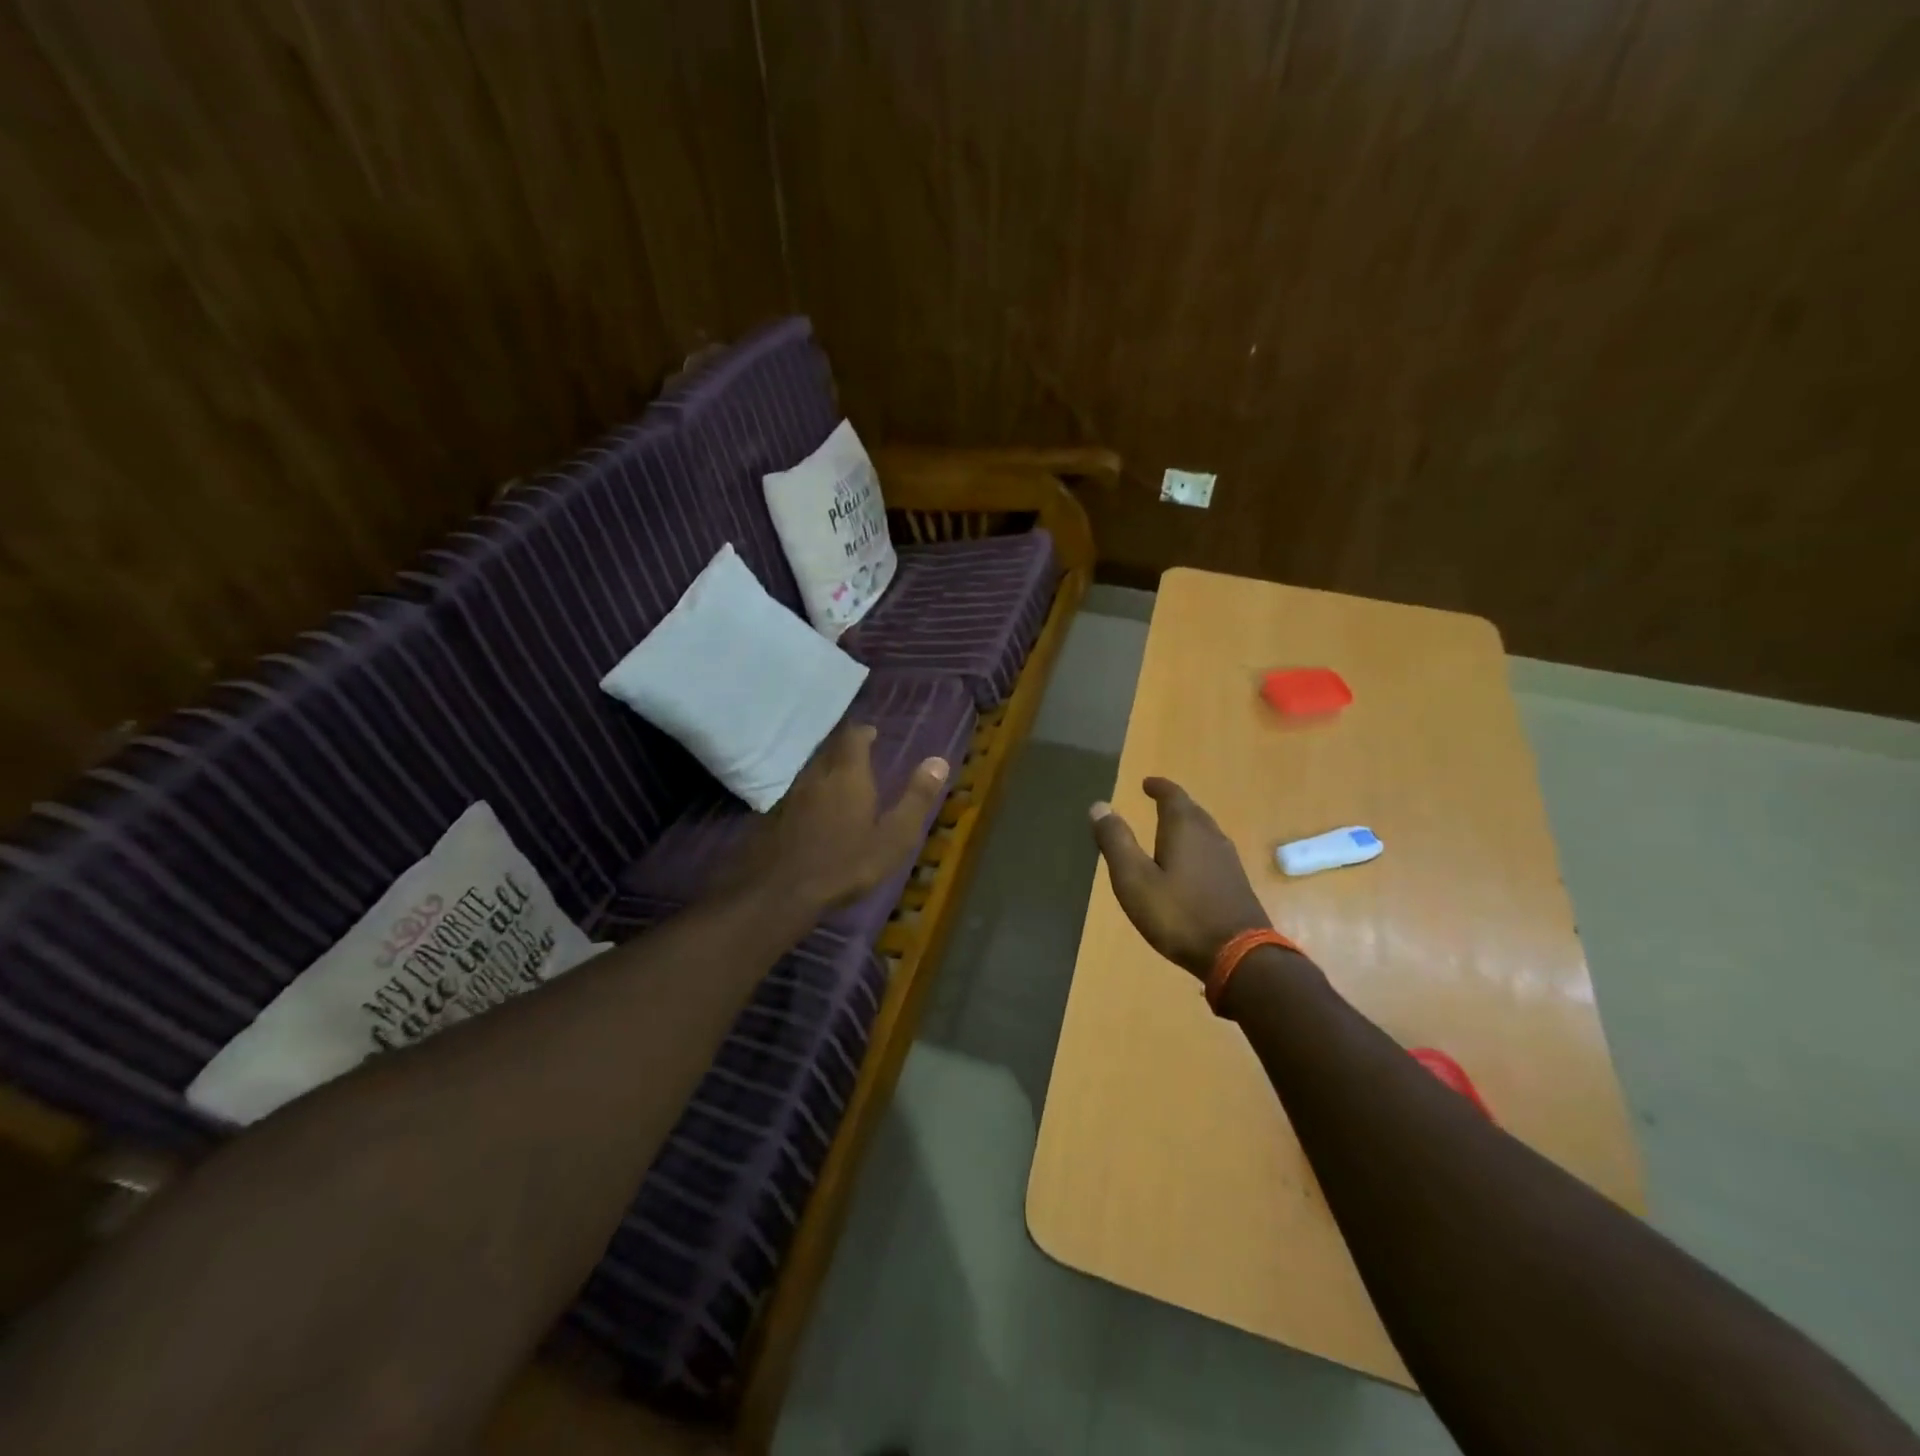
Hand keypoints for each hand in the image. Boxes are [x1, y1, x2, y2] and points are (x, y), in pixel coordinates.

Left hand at [728, 723, 949, 912]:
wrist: (780, 892)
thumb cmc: (846, 863)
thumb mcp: (894, 837)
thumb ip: (916, 798)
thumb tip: (939, 760)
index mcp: (848, 775)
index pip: (853, 738)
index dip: (863, 733)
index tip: (872, 734)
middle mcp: (817, 776)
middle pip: (829, 750)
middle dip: (844, 749)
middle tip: (859, 755)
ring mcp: (791, 795)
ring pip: (811, 770)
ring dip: (826, 769)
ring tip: (840, 781)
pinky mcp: (773, 816)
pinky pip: (797, 793)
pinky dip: (811, 793)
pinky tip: (815, 811)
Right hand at [1089, 778, 1271, 978]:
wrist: (1238, 956)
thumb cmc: (1178, 914)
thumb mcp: (1134, 879)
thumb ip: (1116, 842)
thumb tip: (1099, 806)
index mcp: (1185, 829)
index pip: (1172, 796)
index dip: (1159, 787)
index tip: (1147, 783)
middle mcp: (1210, 836)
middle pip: (1192, 811)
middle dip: (1174, 804)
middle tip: (1157, 801)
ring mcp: (1228, 860)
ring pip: (1205, 831)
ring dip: (1187, 825)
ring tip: (1170, 829)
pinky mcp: (1236, 883)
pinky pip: (1212, 851)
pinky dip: (1197, 847)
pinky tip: (1191, 864)